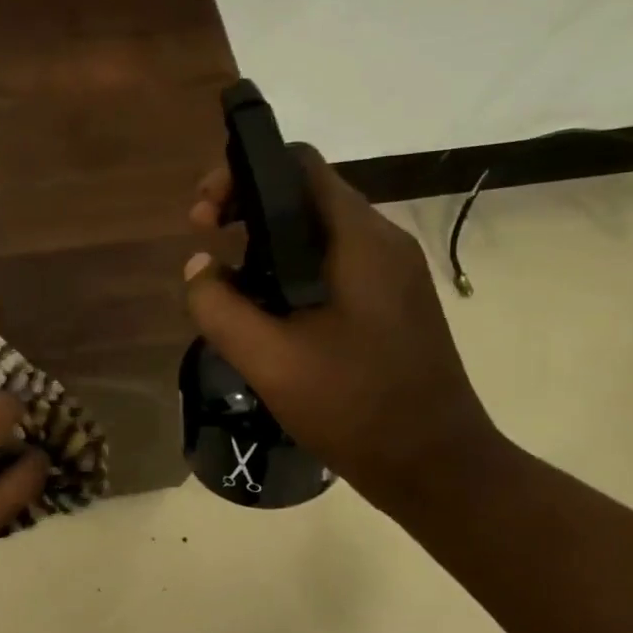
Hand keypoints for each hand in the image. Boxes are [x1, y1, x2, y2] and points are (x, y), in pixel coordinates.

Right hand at [185, 148, 503, 512]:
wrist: (434, 465)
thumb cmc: (354, 406)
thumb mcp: (269, 359)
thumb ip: (220, 307)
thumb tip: (197, 267)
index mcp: (359, 241)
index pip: (298, 167)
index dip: (242, 175)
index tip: (203, 216)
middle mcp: (381, 244)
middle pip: (306, 197)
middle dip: (247, 210)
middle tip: (204, 242)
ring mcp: (391, 276)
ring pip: (318, 236)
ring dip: (266, 246)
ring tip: (226, 284)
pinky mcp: (390, 306)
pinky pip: (332, 269)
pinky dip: (290, 274)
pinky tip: (265, 314)